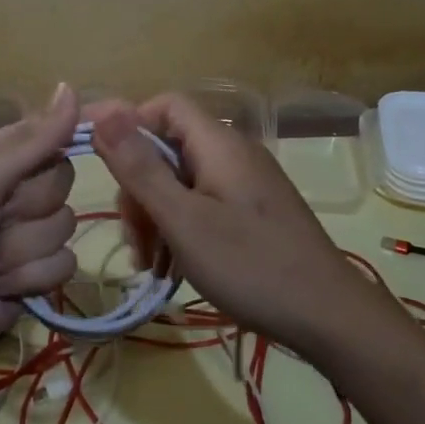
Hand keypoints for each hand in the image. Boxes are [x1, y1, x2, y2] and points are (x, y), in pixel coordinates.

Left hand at [0, 85, 80, 388]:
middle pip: (61, 184)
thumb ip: (32, 141)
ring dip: (23, 251)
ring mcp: (19, 238)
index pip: (46, 138)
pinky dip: (28, 280)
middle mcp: (7, 194)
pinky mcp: (29, 278)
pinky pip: (62, 267)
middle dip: (29, 210)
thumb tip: (71, 86)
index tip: (89, 140)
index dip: (59, 145)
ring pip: (64, 229)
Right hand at [89, 94, 373, 355]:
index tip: (96, 162)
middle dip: (139, 189)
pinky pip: (202, 206)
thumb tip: (102, 111)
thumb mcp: (184, 219)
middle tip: (133, 240)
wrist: (328, 317)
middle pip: (168, 150)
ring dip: (155, 217)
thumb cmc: (251, 265)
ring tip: (148, 265)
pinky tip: (170, 267)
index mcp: (219, 144)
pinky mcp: (252, 214)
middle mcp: (233, 155)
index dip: (127, 124)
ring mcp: (245, 186)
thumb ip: (140, 167)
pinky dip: (179, 229)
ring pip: (181, 183)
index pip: (164, 106)